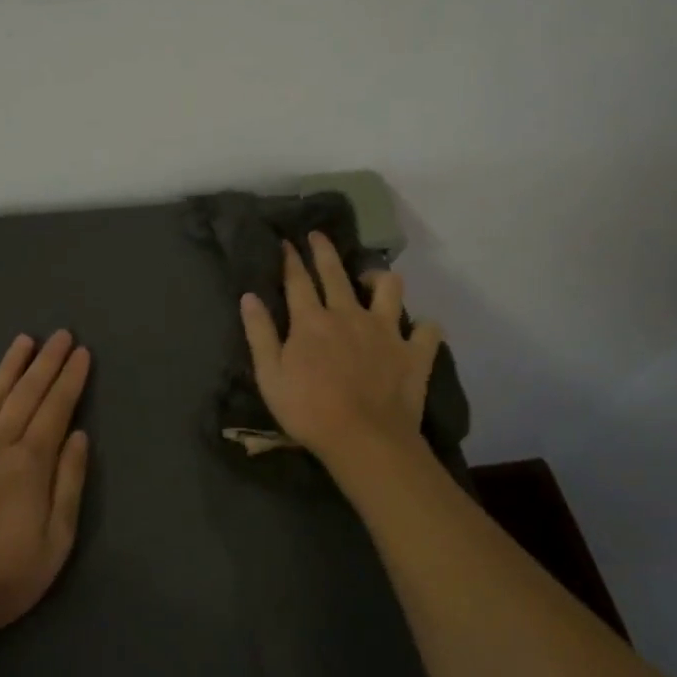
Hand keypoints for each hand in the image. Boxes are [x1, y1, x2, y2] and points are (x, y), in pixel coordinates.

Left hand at [0, 331, 91, 637]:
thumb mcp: (55, 541)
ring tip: (22, 341)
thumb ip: (69, 484)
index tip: (81, 352)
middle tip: (61, 334)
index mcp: (28, 463)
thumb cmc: (1, 578)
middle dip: (46, 363)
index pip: (56, 409)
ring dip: (6, 368)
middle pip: (25, 395)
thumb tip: (80, 435)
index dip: (70, 379)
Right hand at [239, 232, 443, 474]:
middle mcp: (349, 314)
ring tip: (374, 282)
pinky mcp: (414, 352)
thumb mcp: (270, 376)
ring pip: (390, 287)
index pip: (298, 280)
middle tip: (318, 236)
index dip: (291, 259)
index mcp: (312, 320)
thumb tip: (249, 297)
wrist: (364, 440)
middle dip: (325, 250)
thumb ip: (260, 333)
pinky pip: (428, 330)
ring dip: (381, 279)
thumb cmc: (309, 411)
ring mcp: (386, 330)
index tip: (287, 242)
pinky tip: (418, 331)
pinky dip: (423, 328)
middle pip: (336, 273)